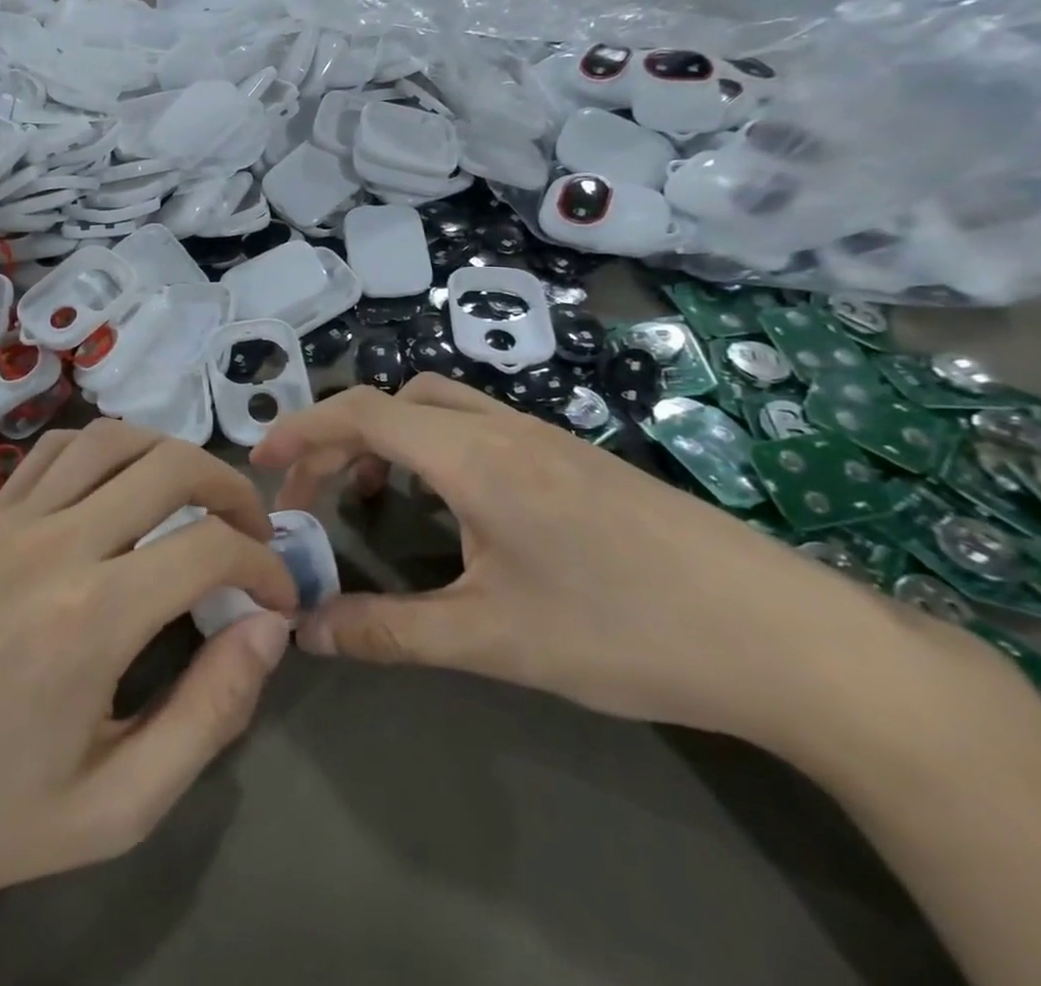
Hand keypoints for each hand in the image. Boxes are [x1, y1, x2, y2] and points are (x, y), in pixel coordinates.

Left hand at [0, 422, 297, 981]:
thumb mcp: (115, 806)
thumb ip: (208, 715)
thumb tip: (267, 631)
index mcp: (93, 617)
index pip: (211, 548)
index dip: (265, 566)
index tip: (279, 599)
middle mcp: (55, 544)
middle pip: (170, 465)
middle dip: (233, 490)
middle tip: (253, 534)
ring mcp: (10, 520)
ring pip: (112, 438)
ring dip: (171, 453)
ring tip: (196, 497)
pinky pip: (55, 451)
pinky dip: (105, 447)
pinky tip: (117, 484)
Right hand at [250, 374, 898, 744]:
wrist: (780, 636)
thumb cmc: (624, 631)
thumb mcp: (492, 640)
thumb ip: (388, 632)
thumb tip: (304, 631)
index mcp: (474, 456)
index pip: (363, 413)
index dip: (301, 430)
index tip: (259, 462)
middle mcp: (503, 427)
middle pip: (394, 400)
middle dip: (339, 437)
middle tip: (311, 497)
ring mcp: (543, 436)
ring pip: (438, 406)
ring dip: (388, 438)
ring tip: (372, 499)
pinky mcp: (572, 456)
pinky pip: (475, 426)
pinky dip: (432, 447)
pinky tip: (448, 507)